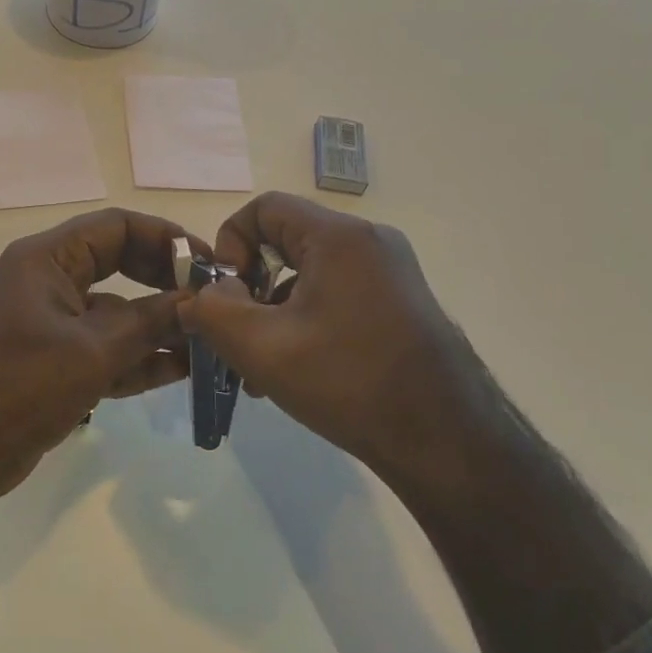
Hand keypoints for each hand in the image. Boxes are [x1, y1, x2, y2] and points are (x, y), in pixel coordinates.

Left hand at [0, 208, 198, 503]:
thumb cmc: (18, 384)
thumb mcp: (91, 350)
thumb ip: (149, 322)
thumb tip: (198, 301)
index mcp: (47, 259)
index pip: (115, 228)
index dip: (165, 239)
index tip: (208, 263)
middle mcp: (49, 282)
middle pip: (119, 266)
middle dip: (165, 283)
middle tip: (211, 303)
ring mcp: (51, 324)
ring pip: (115, 313)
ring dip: (158, 326)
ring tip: (208, 341)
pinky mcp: (54, 363)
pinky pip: (104, 349)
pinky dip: (137, 358)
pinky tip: (180, 370)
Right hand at [182, 192, 498, 499]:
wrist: (449, 444)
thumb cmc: (349, 383)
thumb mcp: (262, 347)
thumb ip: (212, 310)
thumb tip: (202, 295)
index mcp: (339, 237)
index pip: (264, 208)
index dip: (230, 242)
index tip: (225, 293)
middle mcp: (369, 242)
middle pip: (285, 241)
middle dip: (250, 286)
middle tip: (237, 334)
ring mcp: (391, 274)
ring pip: (309, 274)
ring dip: (275, 312)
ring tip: (261, 369)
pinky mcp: (401, 304)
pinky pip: (335, 295)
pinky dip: (306, 322)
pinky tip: (296, 372)